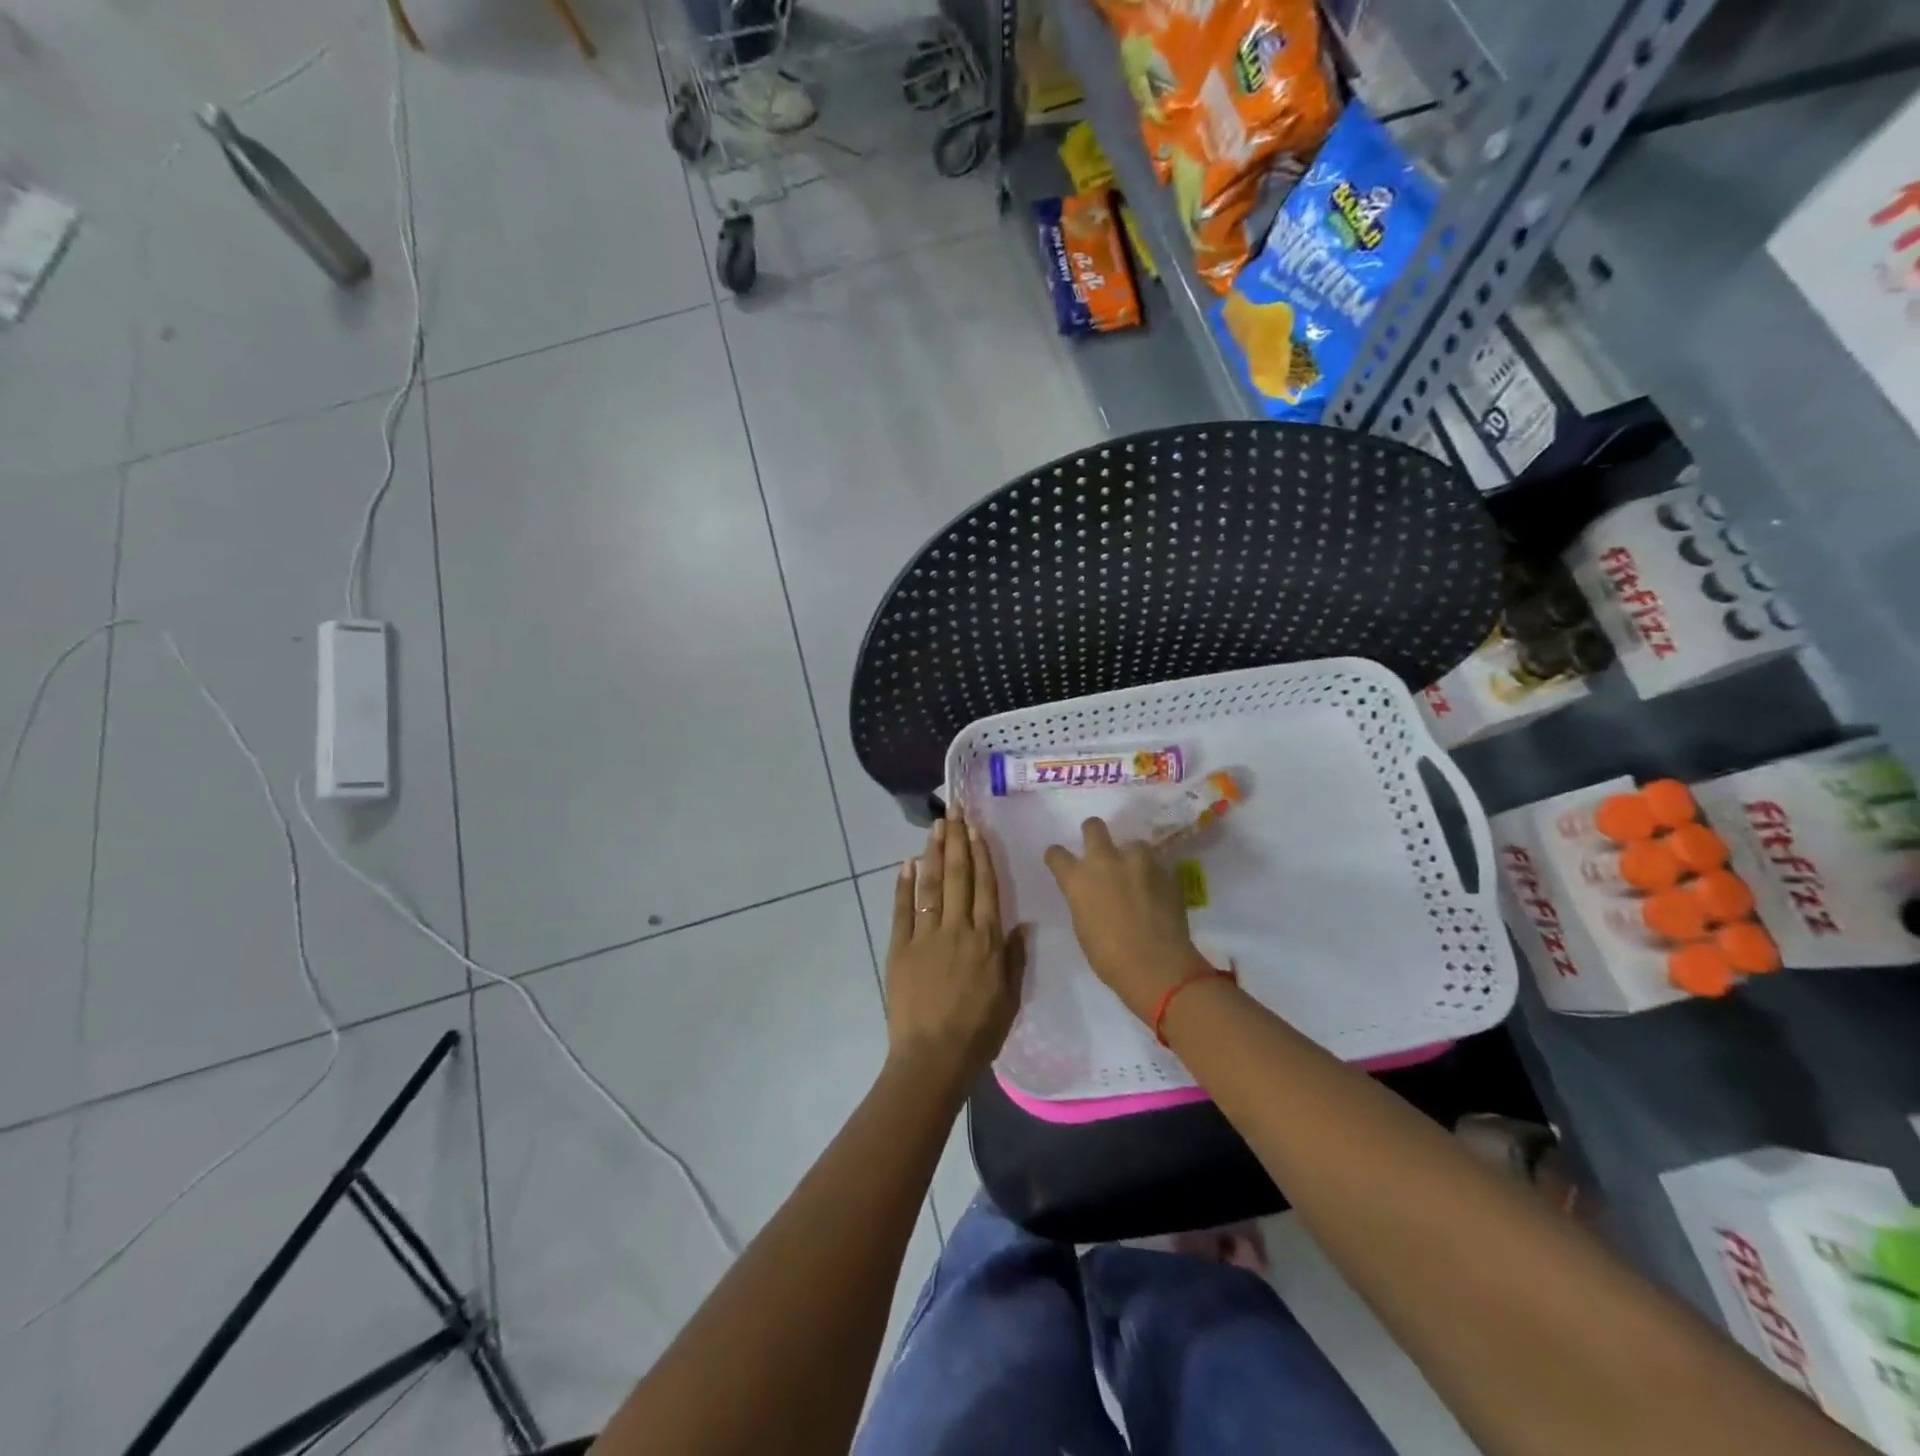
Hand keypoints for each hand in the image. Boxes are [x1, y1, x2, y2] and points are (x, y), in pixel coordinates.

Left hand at [884, 808, 1023, 1085]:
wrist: (934, 1057)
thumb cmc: (979, 1031)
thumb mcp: (1010, 997)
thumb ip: (1014, 957)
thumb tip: (1022, 923)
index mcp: (987, 939)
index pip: (985, 886)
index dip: (981, 854)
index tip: (977, 828)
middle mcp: (958, 929)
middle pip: (957, 876)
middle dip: (957, 840)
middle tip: (954, 811)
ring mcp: (926, 936)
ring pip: (930, 885)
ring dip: (933, 853)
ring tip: (935, 826)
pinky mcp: (900, 948)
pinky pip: (902, 910)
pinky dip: (903, 885)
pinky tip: (906, 863)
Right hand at [1044, 817, 1211, 1023]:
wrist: (1157, 965)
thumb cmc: (1109, 957)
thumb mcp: (1083, 925)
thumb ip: (1084, 899)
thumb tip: (1092, 893)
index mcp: (1077, 879)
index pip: (1056, 854)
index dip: (1057, 856)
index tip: (1061, 861)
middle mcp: (1105, 861)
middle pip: (1093, 826)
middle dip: (1093, 832)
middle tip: (1099, 848)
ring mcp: (1137, 862)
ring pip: (1132, 843)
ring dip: (1131, 856)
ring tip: (1137, 876)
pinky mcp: (1164, 870)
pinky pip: (1154, 864)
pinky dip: (1151, 875)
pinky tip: (1155, 893)